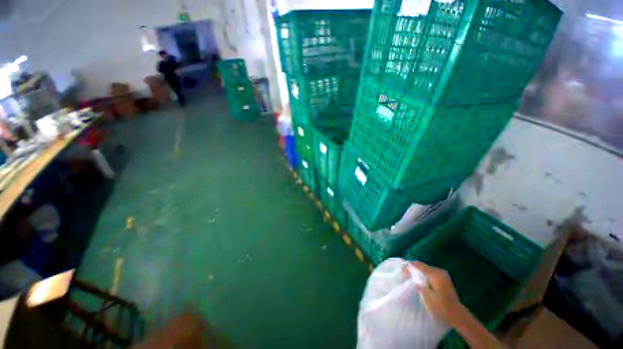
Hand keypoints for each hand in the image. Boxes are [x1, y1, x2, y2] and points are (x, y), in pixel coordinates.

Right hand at [410, 261, 466, 327]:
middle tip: (404, 273)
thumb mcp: (427, 296)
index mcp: (435, 274)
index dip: (408, 266)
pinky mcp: (443, 278)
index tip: (401, 270)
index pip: (418, 265)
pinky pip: (430, 272)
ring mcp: (442, 274)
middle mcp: (439, 271)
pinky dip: (423, 274)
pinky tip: (419, 279)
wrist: (457, 315)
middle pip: (422, 265)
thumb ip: (418, 282)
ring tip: (410, 276)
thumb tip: (410, 273)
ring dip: (418, 271)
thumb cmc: (441, 307)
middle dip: (412, 268)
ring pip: (426, 268)